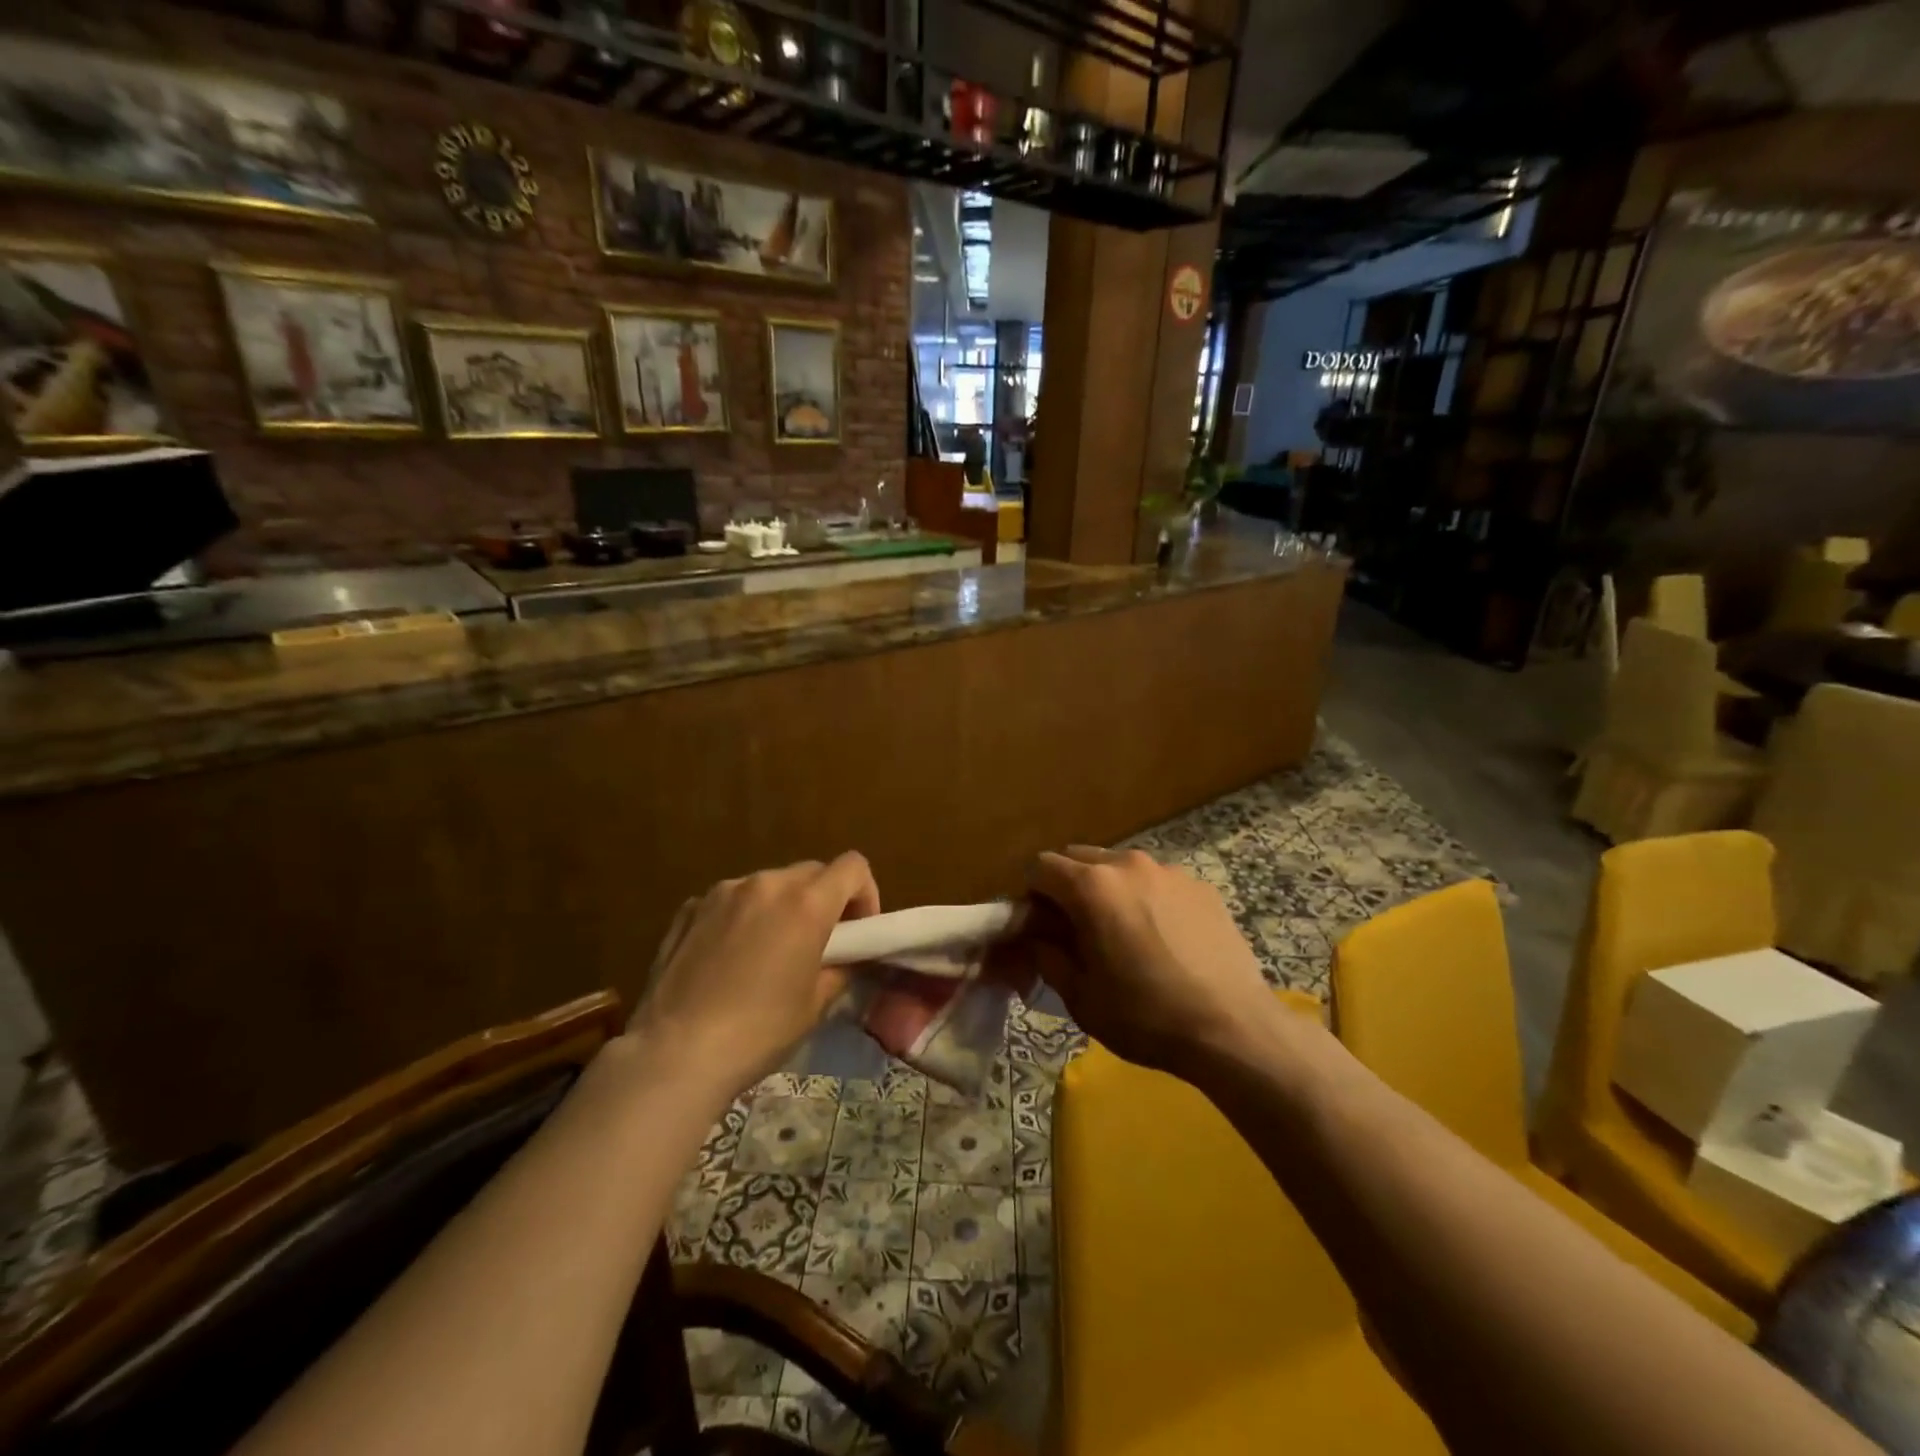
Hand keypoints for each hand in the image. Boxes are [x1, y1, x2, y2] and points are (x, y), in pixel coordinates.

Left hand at [629, 853, 879, 1096]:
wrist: (675, 1053)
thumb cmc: (759, 1031)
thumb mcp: (816, 1004)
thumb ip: (840, 967)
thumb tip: (844, 957)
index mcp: (806, 903)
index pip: (853, 866)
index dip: (865, 893)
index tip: (858, 930)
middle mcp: (766, 883)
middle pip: (811, 872)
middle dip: (823, 900)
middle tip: (818, 944)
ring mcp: (723, 892)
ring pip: (769, 884)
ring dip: (781, 906)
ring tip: (768, 952)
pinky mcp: (689, 908)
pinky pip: (730, 900)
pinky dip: (742, 917)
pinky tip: (728, 959)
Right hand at [1014, 846, 1270, 1078]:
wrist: (1233, 1029)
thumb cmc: (1146, 1016)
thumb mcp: (1080, 997)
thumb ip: (1048, 956)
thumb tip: (1038, 937)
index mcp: (1091, 886)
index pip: (1041, 866)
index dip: (1032, 895)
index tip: (1042, 926)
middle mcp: (1128, 864)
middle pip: (1079, 858)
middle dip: (1068, 886)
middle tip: (1078, 929)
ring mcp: (1169, 871)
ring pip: (1120, 866)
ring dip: (1109, 889)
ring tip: (1125, 933)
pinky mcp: (1201, 886)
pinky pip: (1158, 881)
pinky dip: (1147, 898)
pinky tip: (1165, 940)